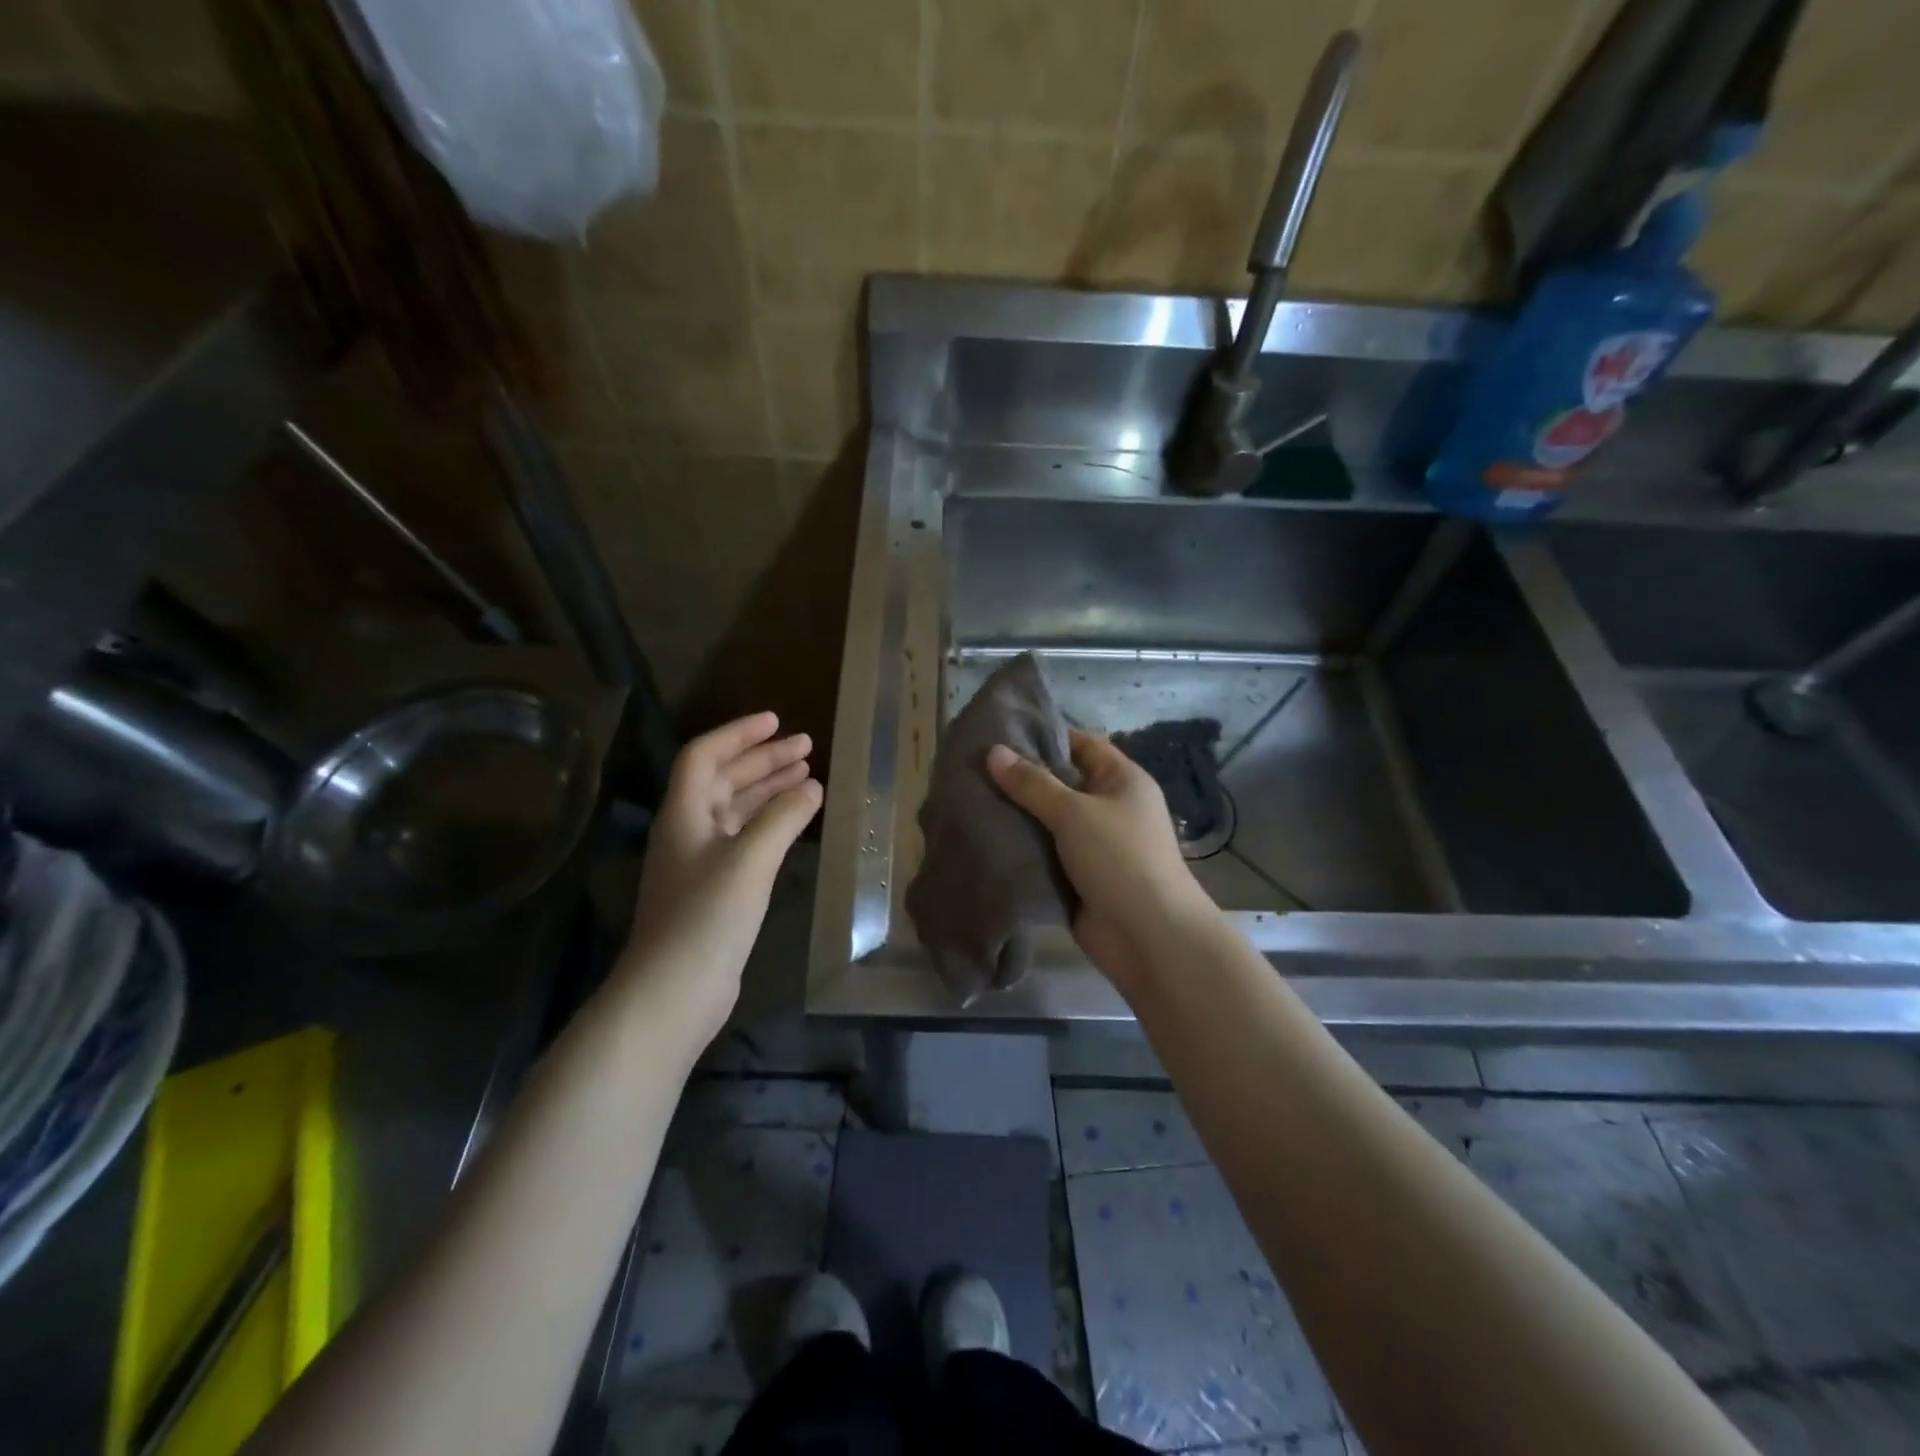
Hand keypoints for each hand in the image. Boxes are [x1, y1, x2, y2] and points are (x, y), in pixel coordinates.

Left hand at [624, 712, 822, 1039]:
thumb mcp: (749, 859)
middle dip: (763, 760)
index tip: (776, 721)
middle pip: (723, 779)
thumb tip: (812, 786)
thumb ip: (783, 817)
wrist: (674, 991)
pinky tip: (794, 822)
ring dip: (768, 789)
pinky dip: (769, 822)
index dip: (739, 734)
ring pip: (735, 810)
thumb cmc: (707, 916)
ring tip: (807, 776)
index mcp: (685, 814)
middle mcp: (688, 830)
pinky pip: (744, 838)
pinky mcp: (714, 889)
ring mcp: (699, 862)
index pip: (705, 755)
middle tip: (806, 747)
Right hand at [987, 729, 1216, 987]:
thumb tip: (993, 752)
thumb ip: (1032, 783)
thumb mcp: (1074, 812)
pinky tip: (982, 837)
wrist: (1148, 937)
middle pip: (1060, 783)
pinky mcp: (1077, 876)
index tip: (999, 731)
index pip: (1081, 744)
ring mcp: (1093, 844)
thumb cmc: (1119, 858)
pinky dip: (1020, 848)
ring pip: (1047, 821)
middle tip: (972, 767)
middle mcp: (1109, 807)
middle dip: (1020, 778)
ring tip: (967, 798)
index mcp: (1121, 780)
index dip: (1044, 736)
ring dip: (1016, 815)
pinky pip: (1044, 853)